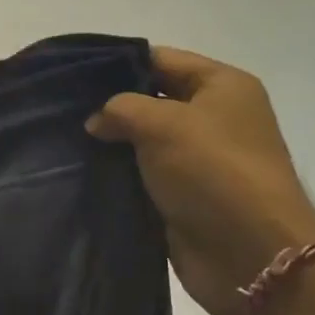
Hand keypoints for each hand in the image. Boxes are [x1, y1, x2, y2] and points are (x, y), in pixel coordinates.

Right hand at [87, 48, 314, 314]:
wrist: (250, 254)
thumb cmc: (213, 171)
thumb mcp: (163, 124)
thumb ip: (121, 109)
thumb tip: (97, 120)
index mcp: (222, 86)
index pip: (162, 59)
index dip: (120, 63)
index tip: (75, 74)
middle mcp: (214, 117)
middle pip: (152, 99)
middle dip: (112, 105)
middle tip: (64, 109)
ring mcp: (200, 159)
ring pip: (145, 140)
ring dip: (113, 143)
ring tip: (67, 140)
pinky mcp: (185, 195)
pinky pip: (145, 175)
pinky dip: (120, 174)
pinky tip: (85, 171)